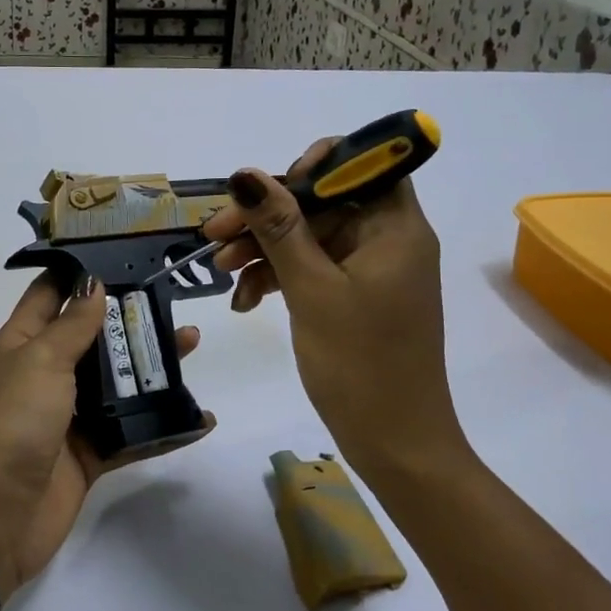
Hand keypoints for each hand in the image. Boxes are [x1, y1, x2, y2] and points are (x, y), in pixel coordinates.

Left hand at [0, 273, 212, 600]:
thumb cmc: (12, 423)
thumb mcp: (40, 361)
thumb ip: (72, 324)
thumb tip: (93, 283)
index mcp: (23, 344)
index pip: (50, 294)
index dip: (80, 273)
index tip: (120, 253)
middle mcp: (46, 374)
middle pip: (93, 336)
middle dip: (130, 317)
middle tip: (172, 297)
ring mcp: (69, 415)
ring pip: (118, 381)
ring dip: (153, 364)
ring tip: (192, 342)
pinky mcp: (90, 453)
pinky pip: (132, 432)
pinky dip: (164, 424)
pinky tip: (200, 417)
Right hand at [202, 141, 464, 481]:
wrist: (396, 445)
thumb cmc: (361, 364)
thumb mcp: (312, 290)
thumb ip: (278, 228)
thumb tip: (245, 174)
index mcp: (395, 227)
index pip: (363, 165)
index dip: (316, 165)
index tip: (270, 188)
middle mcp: (387, 239)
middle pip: (323, 202)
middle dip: (268, 215)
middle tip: (214, 233)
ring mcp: (371, 270)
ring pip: (312, 237)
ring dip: (265, 248)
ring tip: (222, 271)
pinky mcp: (356, 297)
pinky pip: (314, 268)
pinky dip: (280, 277)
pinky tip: (246, 299)